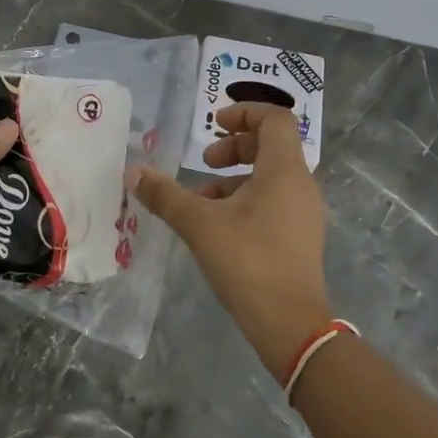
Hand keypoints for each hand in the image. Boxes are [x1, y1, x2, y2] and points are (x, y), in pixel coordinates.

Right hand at [131, 103, 329, 379]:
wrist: (291, 325)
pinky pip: (273, 201)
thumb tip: (134, 172)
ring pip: (269, 177)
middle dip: (233, 147)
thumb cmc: (248, 262)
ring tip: (199, 201)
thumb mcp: (199, 224)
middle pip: (270, 146)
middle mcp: (300, 184)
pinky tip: (216, 227)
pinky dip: (244, 201)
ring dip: (233, 179)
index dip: (244, 112)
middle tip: (204, 161)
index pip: (275, 119)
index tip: (213, 124)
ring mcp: (304, 213)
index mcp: (284, 170)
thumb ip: (165, 195)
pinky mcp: (299, 237)